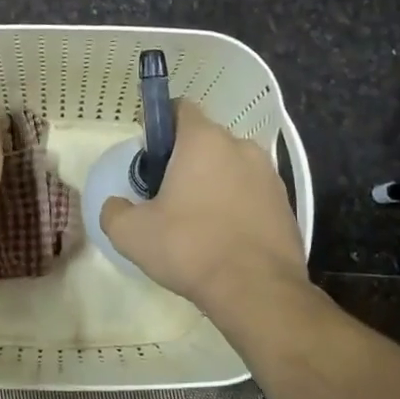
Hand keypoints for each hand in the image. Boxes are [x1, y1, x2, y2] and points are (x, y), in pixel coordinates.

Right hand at [100, 100, 305, 312]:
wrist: (257, 290)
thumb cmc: (189, 248)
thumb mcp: (131, 233)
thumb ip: (114, 211)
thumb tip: (116, 205)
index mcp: (203, 141)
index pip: (180, 108)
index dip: (160, 125)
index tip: (150, 156)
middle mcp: (240, 146)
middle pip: (205, 140)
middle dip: (185, 159)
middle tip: (166, 194)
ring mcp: (269, 174)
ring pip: (230, 166)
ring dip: (213, 182)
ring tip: (197, 220)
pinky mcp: (285, 203)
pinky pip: (251, 192)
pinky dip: (235, 204)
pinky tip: (223, 236)